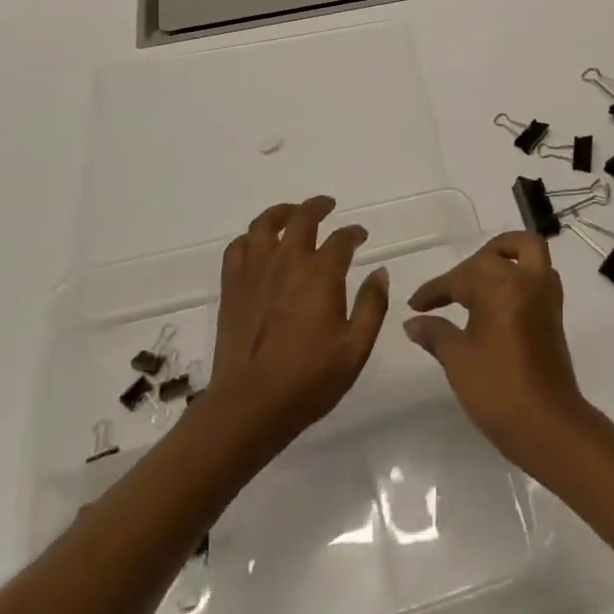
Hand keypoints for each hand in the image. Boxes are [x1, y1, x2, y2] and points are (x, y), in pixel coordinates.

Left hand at [205, 196, 389, 451]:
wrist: (248, 407)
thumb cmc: (308, 380)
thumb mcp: (355, 349)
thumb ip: (373, 306)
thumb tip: (380, 272)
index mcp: (321, 274)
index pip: (342, 238)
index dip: (354, 233)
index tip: (360, 236)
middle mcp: (288, 262)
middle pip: (303, 218)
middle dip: (319, 207)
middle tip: (328, 206)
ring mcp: (256, 272)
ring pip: (265, 224)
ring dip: (282, 212)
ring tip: (292, 214)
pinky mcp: (232, 288)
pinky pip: (238, 248)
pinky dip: (251, 238)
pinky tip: (259, 245)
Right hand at [403, 232, 592, 470]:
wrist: (547, 424)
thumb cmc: (497, 389)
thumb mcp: (458, 360)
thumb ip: (435, 333)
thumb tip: (412, 322)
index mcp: (500, 285)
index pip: (460, 277)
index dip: (435, 290)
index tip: (415, 304)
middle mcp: (527, 279)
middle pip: (496, 254)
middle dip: (470, 265)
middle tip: (449, 290)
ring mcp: (546, 294)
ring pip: (528, 251)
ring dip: (505, 255)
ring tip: (479, 280)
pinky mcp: (555, 312)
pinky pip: (538, 273)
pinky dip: (520, 272)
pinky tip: (499, 298)